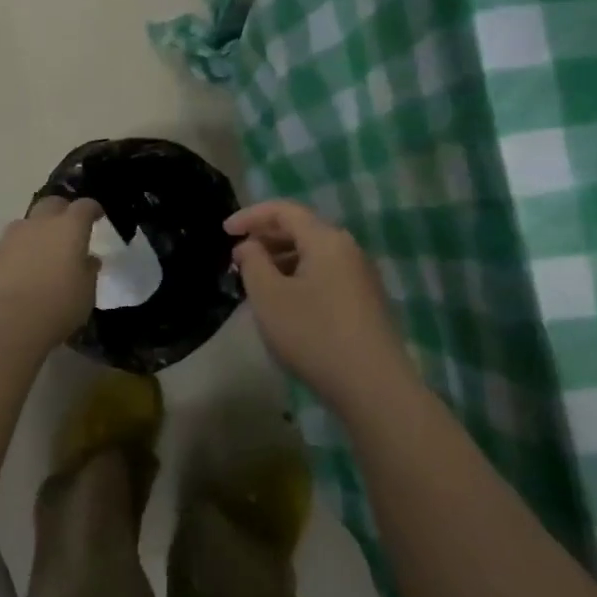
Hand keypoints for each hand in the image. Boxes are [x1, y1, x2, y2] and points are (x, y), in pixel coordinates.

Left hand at [0, 196, 103, 348]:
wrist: (9, 321)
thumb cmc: (59, 305)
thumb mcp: (86, 291)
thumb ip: (88, 270)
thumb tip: (88, 260)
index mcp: (69, 228)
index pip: (84, 206)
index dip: (92, 209)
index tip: (97, 216)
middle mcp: (39, 224)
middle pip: (51, 204)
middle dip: (61, 211)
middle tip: (67, 229)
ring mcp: (10, 238)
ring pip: (26, 225)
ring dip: (35, 233)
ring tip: (40, 254)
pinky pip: (8, 248)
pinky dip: (16, 255)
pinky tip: (18, 275)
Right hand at [228, 199, 415, 413]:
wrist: (372, 385)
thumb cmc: (313, 334)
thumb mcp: (269, 297)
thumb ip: (253, 262)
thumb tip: (250, 246)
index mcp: (326, 239)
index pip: (284, 210)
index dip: (251, 215)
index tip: (224, 231)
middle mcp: (348, 249)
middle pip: (302, 229)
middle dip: (265, 237)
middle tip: (237, 257)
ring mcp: (360, 276)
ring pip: (313, 254)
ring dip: (280, 259)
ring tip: (255, 280)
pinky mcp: (364, 301)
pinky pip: (324, 274)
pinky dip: (298, 276)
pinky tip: (283, 301)